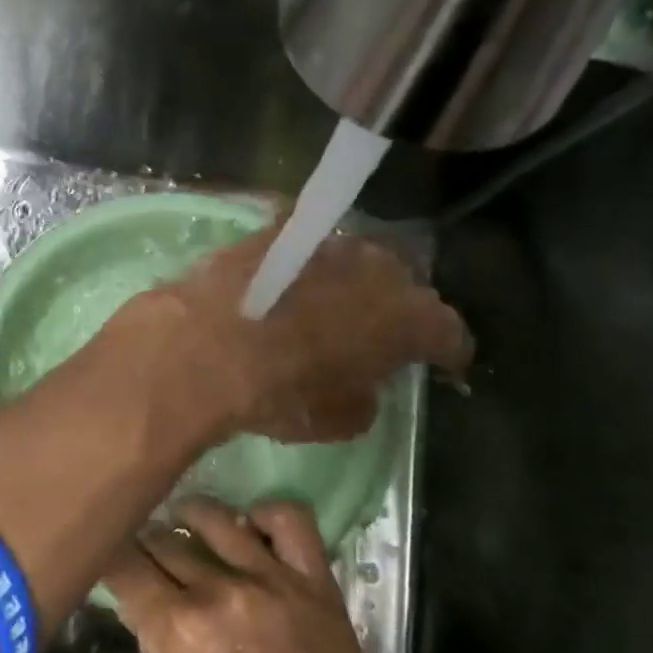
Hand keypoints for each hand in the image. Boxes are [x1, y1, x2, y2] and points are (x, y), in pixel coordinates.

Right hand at [103, 498, 404, 652]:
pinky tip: (251, 530)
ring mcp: (272, 580)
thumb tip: (151, 619)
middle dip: (145, 544)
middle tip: (144, 552)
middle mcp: (220, 592)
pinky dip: (265, 517)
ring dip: (190, 518)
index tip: (104, 557)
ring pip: (217, 519)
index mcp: (178, 630)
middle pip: (165, 541)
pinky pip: (290, 522)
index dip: (107, 559)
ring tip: (186, 524)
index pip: (125, 569)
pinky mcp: (316, 583)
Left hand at [117, 224, 470, 442]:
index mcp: (409, 318)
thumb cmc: (280, 392)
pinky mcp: (279, 232)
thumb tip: (362, 387)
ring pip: (356, 262)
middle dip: (398, 310)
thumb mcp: (336, 420)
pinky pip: (307, 250)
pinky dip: (305, 269)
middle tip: (381, 336)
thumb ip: (364, 399)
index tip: (442, 365)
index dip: (447, 352)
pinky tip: (289, 287)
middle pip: (404, 287)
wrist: (203, 346)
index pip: (448, 333)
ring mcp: (327, 244)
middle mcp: (380, 268)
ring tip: (333, 309)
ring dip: (352, 285)